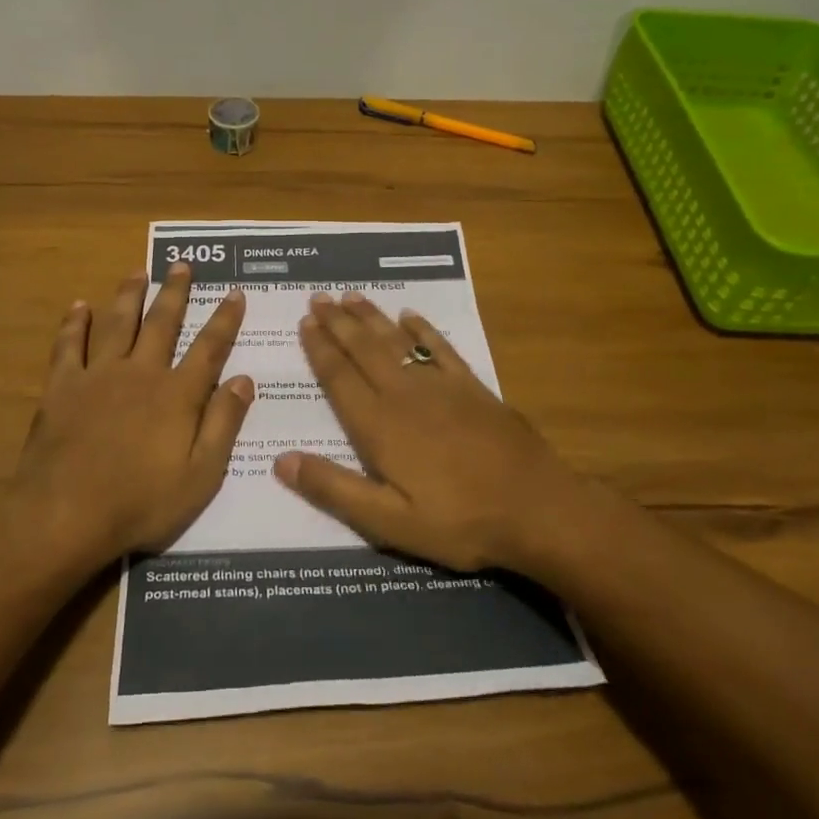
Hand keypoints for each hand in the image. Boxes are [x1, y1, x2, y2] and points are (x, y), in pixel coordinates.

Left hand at [7, 264, 252, 566]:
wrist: (66, 513)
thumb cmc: (141, 501)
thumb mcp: (200, 475)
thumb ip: (223, 424)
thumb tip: (244, 380)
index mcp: (177, 395)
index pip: (209, 348)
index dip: (225, 319)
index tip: (234, 292)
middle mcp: (141, 373)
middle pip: (162, 323)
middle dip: (175, 292)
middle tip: (181, 264)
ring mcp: (98, 376)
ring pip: (118, 324)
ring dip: (130, 295)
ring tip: (138, 271)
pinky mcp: (62, 387)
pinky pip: (69, 346)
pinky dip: (75, 324)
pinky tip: (79, 306)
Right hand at [273, 291, 601, 575]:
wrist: (537, 508)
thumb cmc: (459, 522)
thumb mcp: (388, 521)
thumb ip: (334, 489)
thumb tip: (281, 460)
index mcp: (379, 427)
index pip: (339, 378)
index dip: (320, 349)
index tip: (305, 323)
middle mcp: (405, 395)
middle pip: (364, 350)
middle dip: (339, 323)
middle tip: (319, 297)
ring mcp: (442, 387)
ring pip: (396, 342)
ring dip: (371, 318)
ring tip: (351, 296)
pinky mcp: (473, 388)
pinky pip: (440, 348)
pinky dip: (422, 329)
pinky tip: (409, 315)